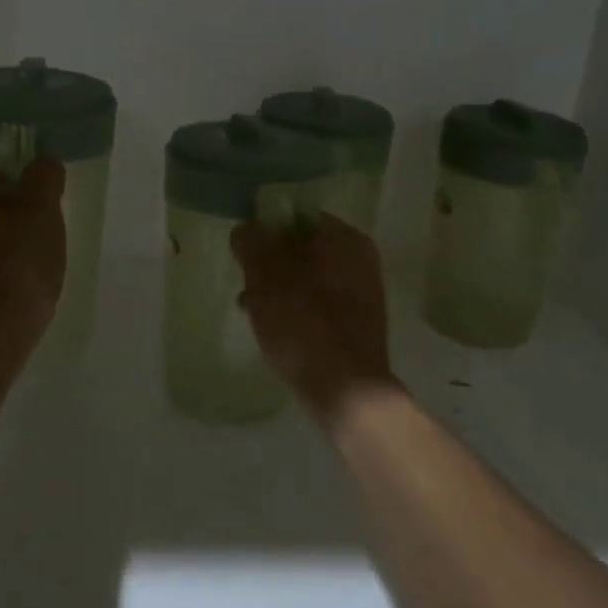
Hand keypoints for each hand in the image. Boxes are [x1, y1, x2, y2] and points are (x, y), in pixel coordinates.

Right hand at [232, 214, 397, 419]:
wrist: (345, 391)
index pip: (298, 216)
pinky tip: (276, 332)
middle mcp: (360, 260)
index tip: (244, 253)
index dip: (267, 229)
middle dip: (270, 264)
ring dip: (279, 289)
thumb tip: (248, 229)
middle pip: (302, 248)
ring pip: (308, 278)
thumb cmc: (303, 324)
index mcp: (345, 239)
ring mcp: (363, 294)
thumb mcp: (265, 276)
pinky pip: (319, 305)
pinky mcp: (358, 325)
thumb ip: (252, 242)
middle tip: (246, 284)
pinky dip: (296, 311)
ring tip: (253, 312)